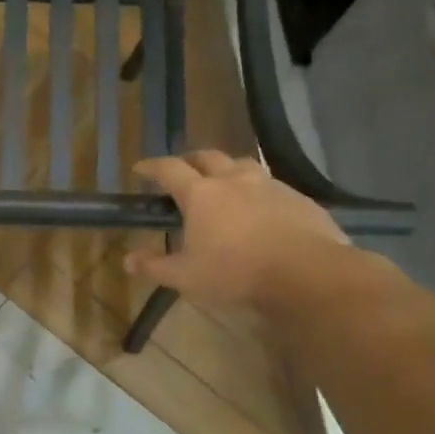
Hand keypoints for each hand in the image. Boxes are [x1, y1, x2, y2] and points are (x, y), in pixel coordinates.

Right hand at [126, 151, 350, 312]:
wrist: (307, 273)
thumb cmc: (236, 273)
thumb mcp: (186, 276)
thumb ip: (155, 266)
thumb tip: (127, 260)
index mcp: (201, 194)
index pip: (169, 170)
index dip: (152, 166)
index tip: (140, 167)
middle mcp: (234, 180)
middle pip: (207, 157)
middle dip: (190, 160)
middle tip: (181, 171)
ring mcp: (269, 185)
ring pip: (242, 165)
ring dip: (226, 169)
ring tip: (222, 183)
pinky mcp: (298, 198)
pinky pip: (270, 185)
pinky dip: (256, 189)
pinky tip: (259, 208)